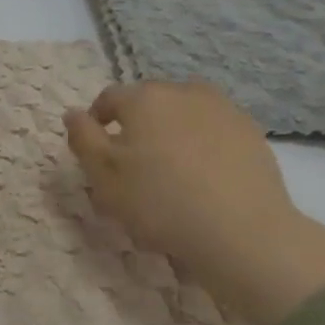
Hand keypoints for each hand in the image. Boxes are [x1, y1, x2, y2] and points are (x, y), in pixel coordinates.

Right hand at [63, 81, 324, 324]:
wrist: (242, 232)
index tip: (97, 154)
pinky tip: (202, 177)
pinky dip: (202, 145)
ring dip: (171, 131)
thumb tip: (73, 114)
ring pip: (183, 114)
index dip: (97, 123)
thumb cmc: (159, 201)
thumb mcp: (103, 176)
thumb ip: (82, 138)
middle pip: (149, 103)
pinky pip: (213, 131)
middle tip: (132, 165)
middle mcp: (183, 92)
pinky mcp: (251, 133)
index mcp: (143, 98)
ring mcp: (223, 109)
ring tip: (170, 169)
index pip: (108, 99)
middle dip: (136, 125)